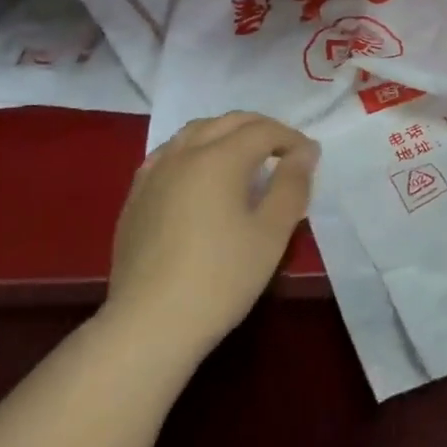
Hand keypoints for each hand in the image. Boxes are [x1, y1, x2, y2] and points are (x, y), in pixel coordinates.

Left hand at [106, 112, 318, 360]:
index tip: (310, 158)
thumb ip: (291, 186)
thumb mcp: (271, 234)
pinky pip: (170, 154)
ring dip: (226, 133)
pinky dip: (194, 150)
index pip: (262, 130)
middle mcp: (184, 153)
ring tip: (245, 156)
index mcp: (219, 158)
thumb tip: (305, 153)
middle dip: (261, 128)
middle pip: (227, 122)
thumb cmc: (221, 279)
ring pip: (194, 132)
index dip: (291, 138)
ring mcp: (154, 173)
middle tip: (284, 151)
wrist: (150, 324)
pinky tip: (200, 174)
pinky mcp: (136, 196)